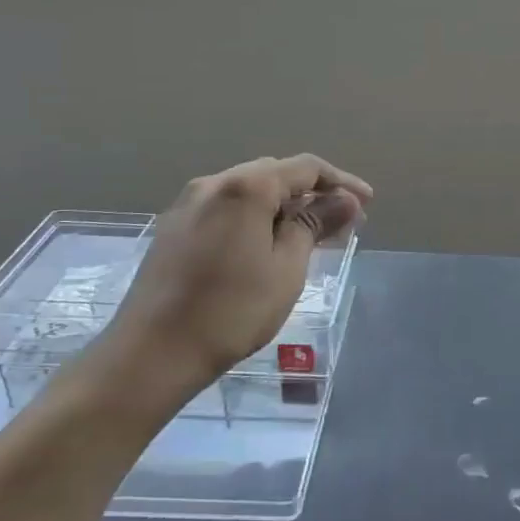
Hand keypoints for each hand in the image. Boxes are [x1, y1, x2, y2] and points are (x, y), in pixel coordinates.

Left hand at [100, 154, 371, 392]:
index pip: (305, 167)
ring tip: (308, 237)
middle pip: (275, 174)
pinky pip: (225, 208)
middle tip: (341, 225)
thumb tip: (346, 200)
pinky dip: (254, 218)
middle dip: (312, 194)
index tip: (367, 204)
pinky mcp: (174, 228)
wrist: (152, 353)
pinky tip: (265, 245)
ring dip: (283, 206)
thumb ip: (315, 225)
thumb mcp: (286, 268)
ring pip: (248, 191)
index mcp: (245, 187)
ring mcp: (188, 204)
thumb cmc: (232, 311)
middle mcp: (213, 183)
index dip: (341, 182)